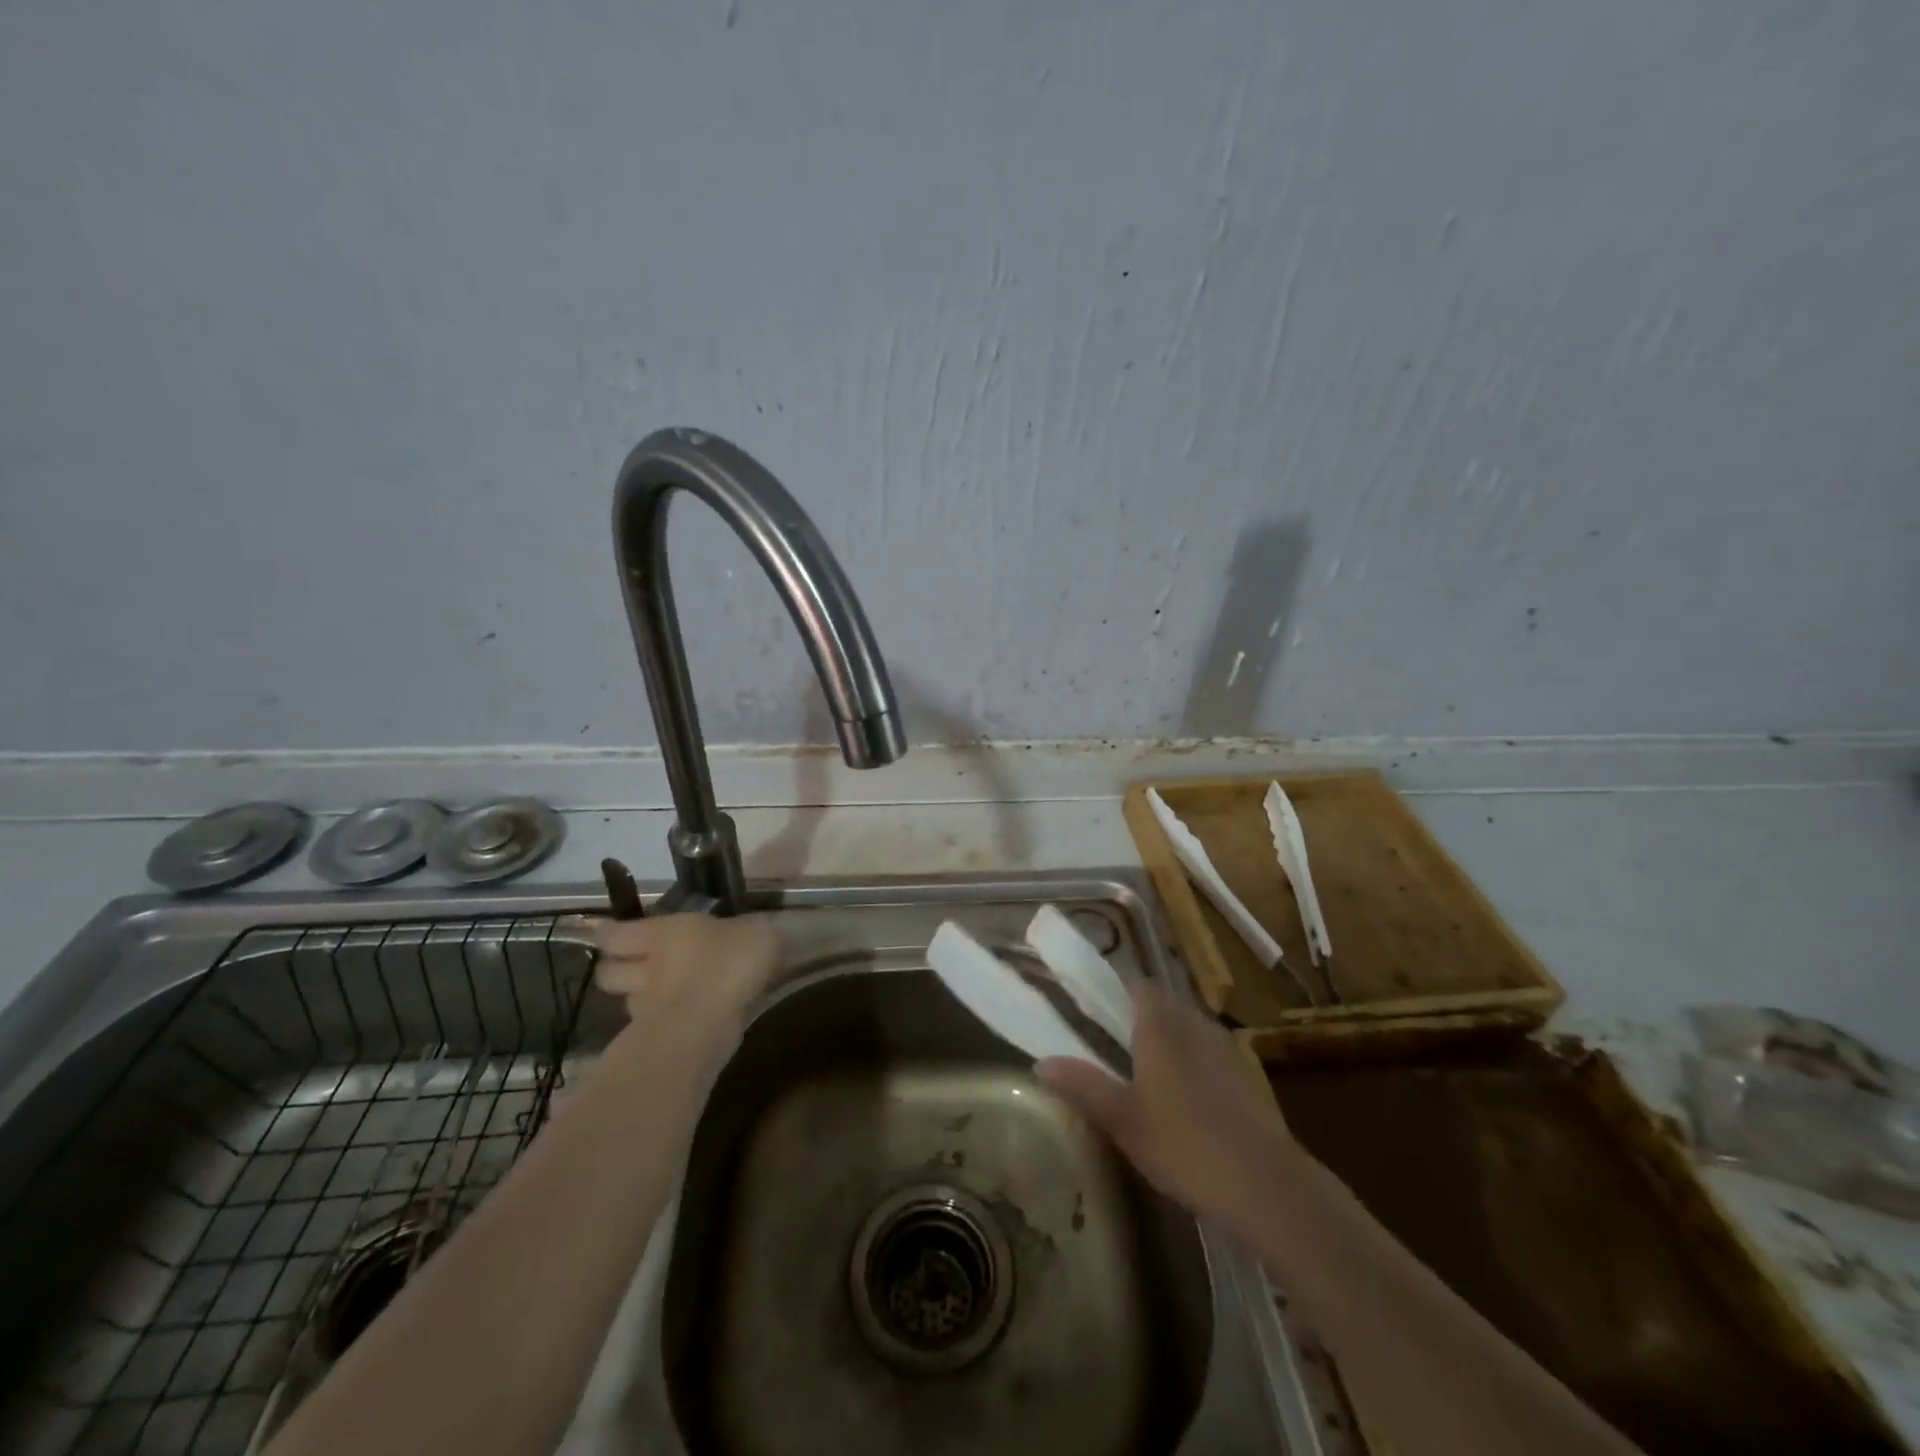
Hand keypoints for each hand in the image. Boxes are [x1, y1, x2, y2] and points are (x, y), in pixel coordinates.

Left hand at [589, 913, 778, 1024]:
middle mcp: (647, 970)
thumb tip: (760, 931)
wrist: (712, 1024)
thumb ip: (755, 932)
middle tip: (633, 966)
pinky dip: (658, 1026)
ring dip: (638, 1000)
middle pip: (608, 973)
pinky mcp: (657, 1041)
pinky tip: (679, 1024)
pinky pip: (649, 1029)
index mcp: (663, 934)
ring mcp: (648, 1009)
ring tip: (657, 999)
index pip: (615, 934)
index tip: (609, 933)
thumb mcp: (759, 934)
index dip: (610, 933)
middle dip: (615, 970)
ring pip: (628, 1003)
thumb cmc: (730, 962)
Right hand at [1038, 981, 1299, 1231]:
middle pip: (1167, 1004)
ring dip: (1173, 1036)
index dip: (1121, 988)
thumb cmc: (1183, 1144)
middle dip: (1144, 1013)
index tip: (1100, 1001)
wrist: (1265, 1184)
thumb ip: (1083, 1086)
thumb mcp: (1123, 1120)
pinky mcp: (1248, 1078)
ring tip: (1151, 1067)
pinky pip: (1213, 1054)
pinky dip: (1197, 1062)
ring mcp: (1226, 1050)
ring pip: (1192, 1028)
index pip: (1140, 987)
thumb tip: (1041, 1062)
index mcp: (1161, 1028)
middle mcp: (1194, 1027)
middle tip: (1119, 1037)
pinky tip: (1190, 1097)